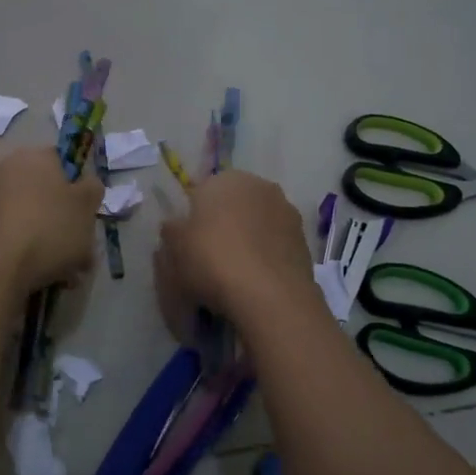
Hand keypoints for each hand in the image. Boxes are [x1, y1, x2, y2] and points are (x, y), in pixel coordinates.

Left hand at [0, 148, 103, 294]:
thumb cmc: (49, 227)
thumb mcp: (86, 206)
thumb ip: (92, 189)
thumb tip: (86, 184)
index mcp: (34, 156)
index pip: (61, 161)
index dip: (78, 187)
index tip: (87, 214)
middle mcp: (7, 170)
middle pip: (45, 193)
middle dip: (63, 220)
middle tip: (81, 248)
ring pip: (31, 218)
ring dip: (49, 240)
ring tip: (67, 272)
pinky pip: (13, 235)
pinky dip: (28, 250)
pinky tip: (44, 275)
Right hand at [157, 170, 314, 324]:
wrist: (269, 295)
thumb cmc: (211, 261)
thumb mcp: (174, 248)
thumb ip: (171, 231)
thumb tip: (175, 226)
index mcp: (224, 179)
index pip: (201, 193)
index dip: (193, 219)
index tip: (188, 245)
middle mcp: (259, 186)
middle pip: (233, 205)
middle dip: (223, 225)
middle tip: (210, 258)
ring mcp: (286, 211)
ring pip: (257, 223)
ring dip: (247, 239)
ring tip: (235, 273)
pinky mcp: (304, 238)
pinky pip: (275, 243)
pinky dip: (265, 255)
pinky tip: (256, 279)